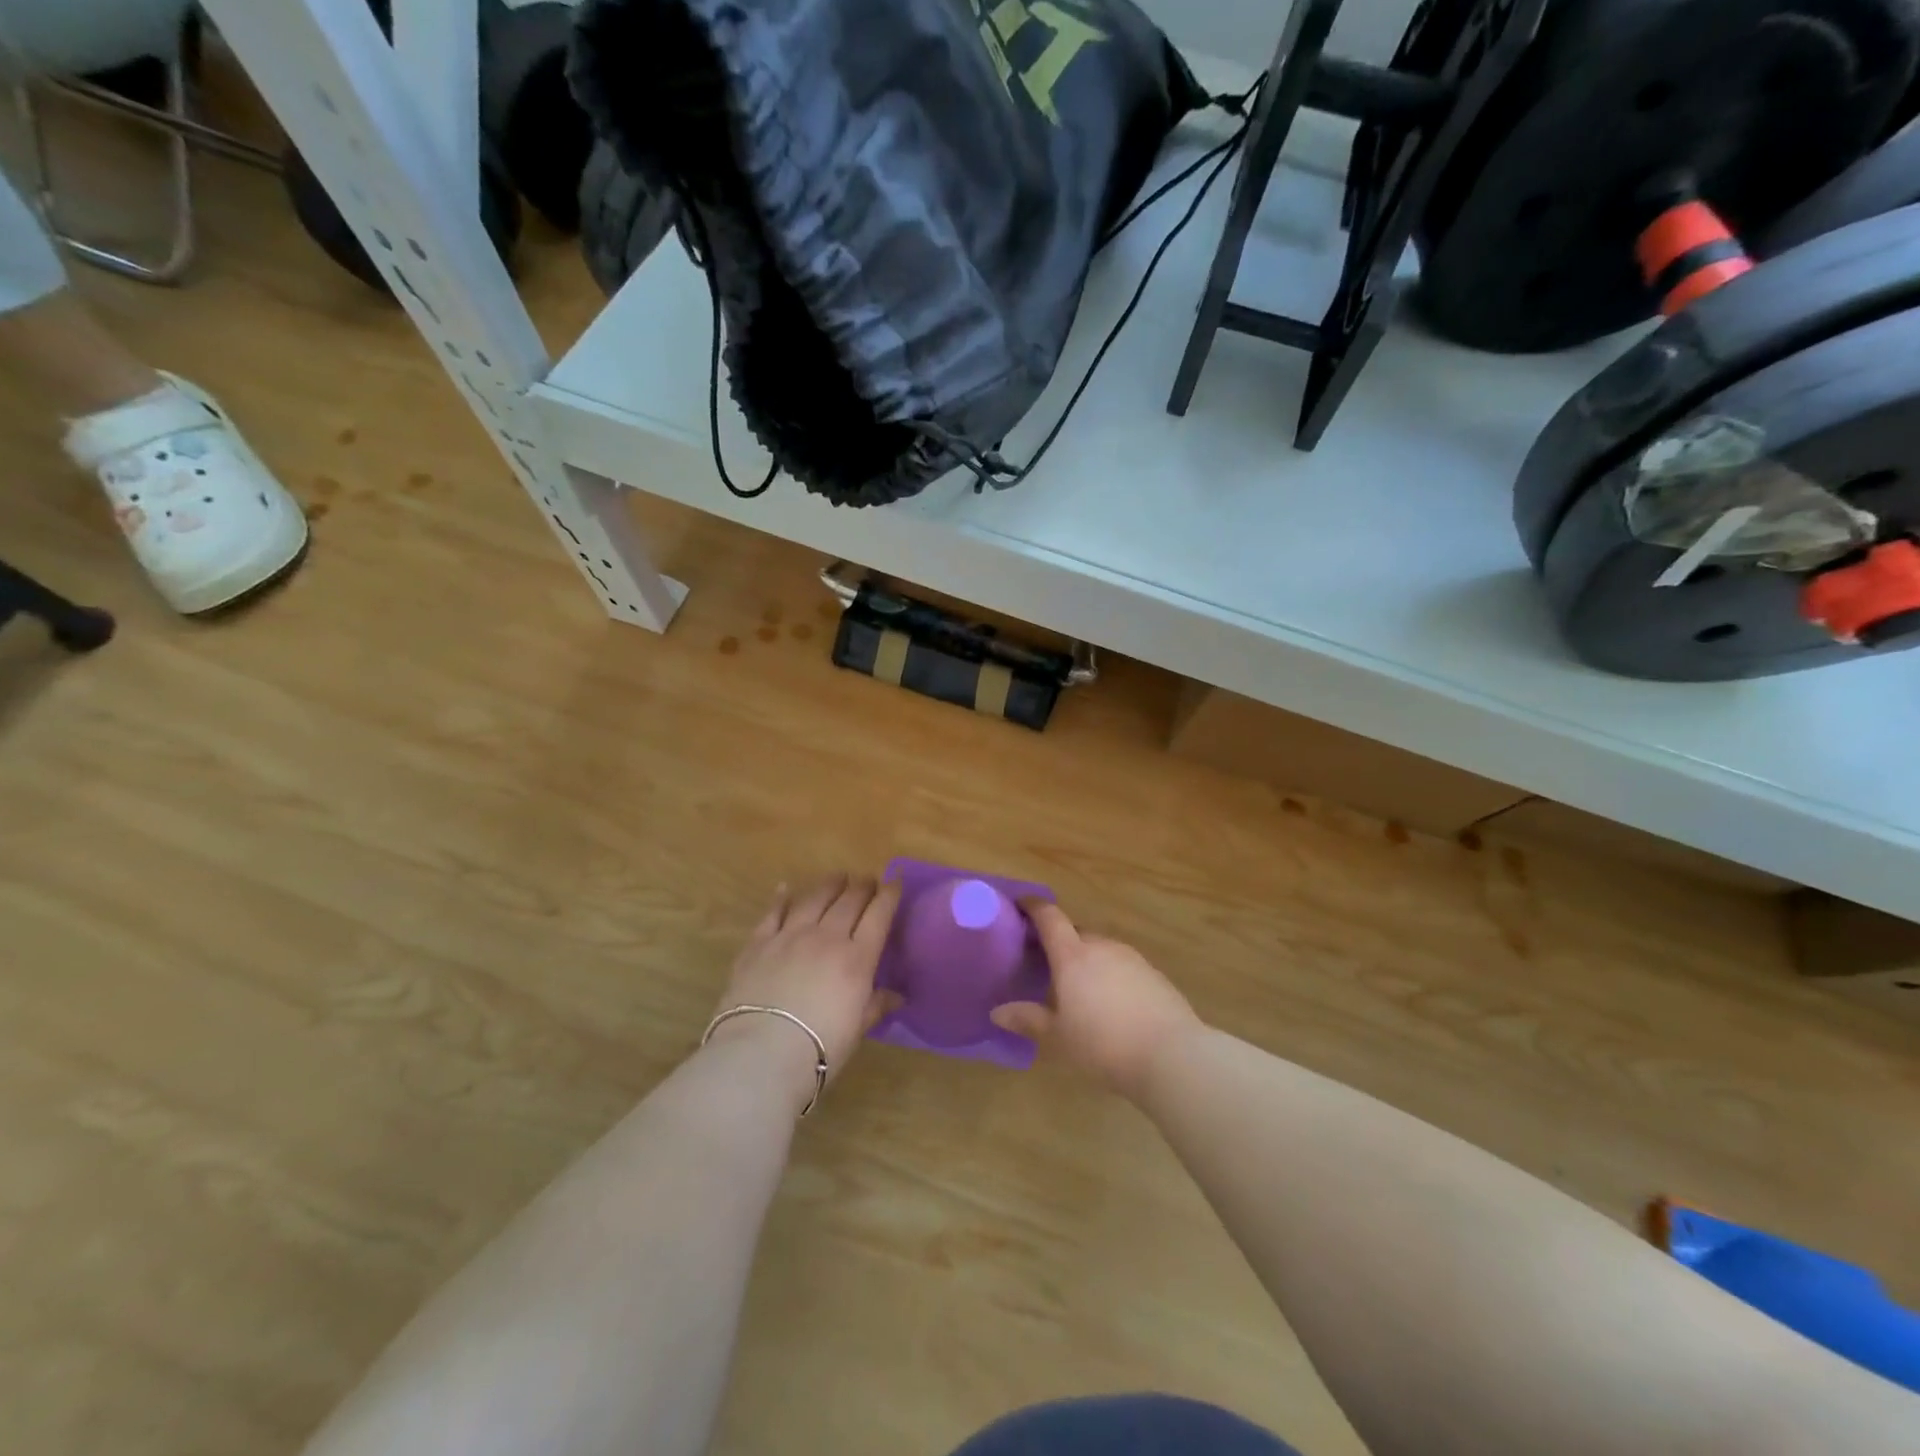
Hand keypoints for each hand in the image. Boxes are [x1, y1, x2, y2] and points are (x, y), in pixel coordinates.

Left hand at [709, 875, 902, 1095]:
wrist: (762, 1053)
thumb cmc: (819, 1048)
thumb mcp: (857, 1029)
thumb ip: (876, 1006)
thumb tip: (897, 996)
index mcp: (857, 958)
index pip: (879, 915)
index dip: (889, 895)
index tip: (894, 882)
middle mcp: (827, 937)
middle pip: (849, 901)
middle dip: (862, 887)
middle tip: (868, 880)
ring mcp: (791, 935)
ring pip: (815, 898)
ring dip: (829, 885)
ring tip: (838, 877)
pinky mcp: (759, 943)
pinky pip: (774, 912)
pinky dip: (781, 897)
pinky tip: (785, 888)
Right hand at [991, 900, 1201, 1098]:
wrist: (1171, 1055)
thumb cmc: (1103, 1044)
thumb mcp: (1058, 1037)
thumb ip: (1028, 1019)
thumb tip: (997, 1012)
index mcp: (1073, 956)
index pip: (1050, 917)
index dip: (1033, 906)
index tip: (1020, 903)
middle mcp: (1101, 947)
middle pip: (1076, 932)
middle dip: (1061, 942)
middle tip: (1047, 962)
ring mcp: (1132, 958)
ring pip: (1101, 949)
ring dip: (1087, 959)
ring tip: (1080, 986)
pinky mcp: (1154, 974)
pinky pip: (1122, 965)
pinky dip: (1111, 974)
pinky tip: (1112, 1002)